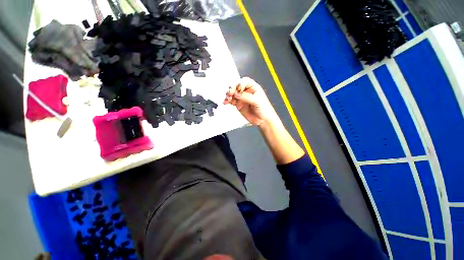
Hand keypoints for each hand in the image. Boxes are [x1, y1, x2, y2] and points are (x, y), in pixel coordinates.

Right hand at [223, 77, 279, 126]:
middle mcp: (246, 91)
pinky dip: (227, 101)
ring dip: (228, 94)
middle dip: (232, 88)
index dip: (240, 84)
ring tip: (228, 98)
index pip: (245, 81)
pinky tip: (225, 102)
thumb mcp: (257, 101)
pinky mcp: (238, 104)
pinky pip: (231, 101)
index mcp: (253, 87)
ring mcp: (242, 98)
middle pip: (236, 86)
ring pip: (232, 93)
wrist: (263, 120)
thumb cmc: (264, 109)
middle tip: (230, 93)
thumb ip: (246, 97)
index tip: (239, 89)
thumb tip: (237, 93)